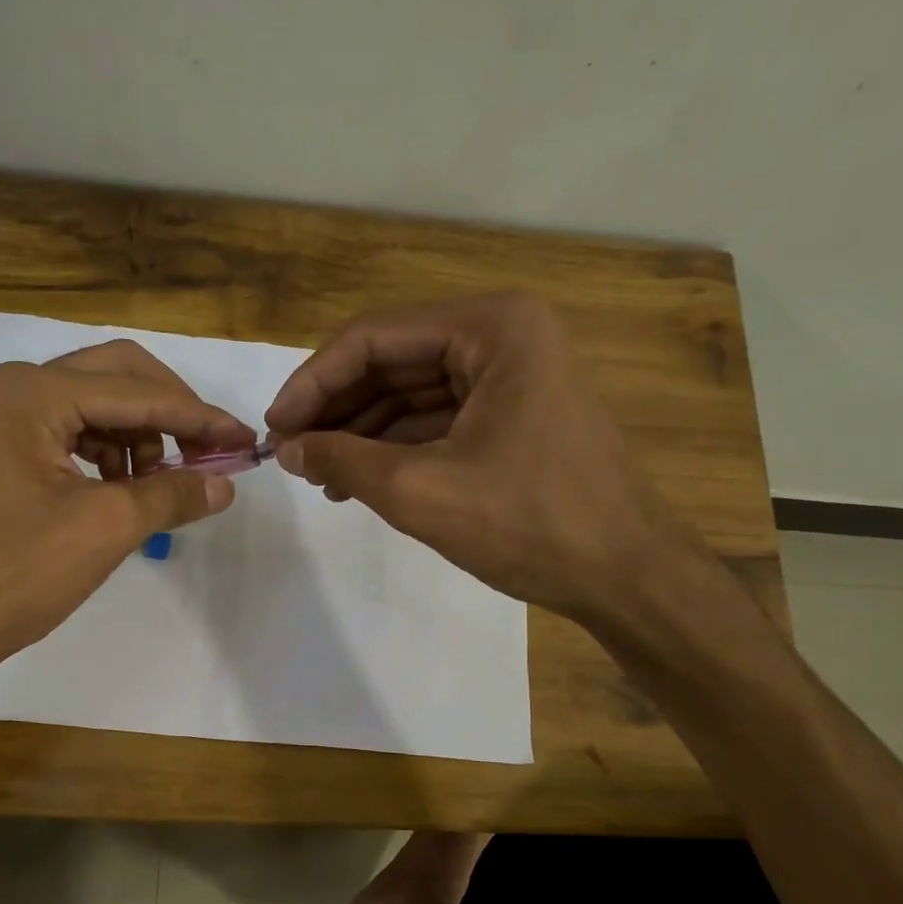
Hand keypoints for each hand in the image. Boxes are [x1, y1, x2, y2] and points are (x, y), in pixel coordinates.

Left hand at [0, 339, 253, 667]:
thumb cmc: (19, 571)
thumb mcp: (107, 527)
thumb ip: (172, 494)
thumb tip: (225, 484)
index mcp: (35, 393)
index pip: (137, 393)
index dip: (198, 417)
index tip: (244, 439)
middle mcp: (20, 388)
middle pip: (120, 376)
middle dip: (170, 412)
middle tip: (210, 450)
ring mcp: (11, 416)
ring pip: (100, 403)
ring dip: (142, 435)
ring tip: (164, 482)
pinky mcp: (12, 447)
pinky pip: (80, 432)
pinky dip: (115, 454)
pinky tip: (130, 488)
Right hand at [265, 290, 697, 620]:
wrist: (626, 576)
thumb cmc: (530, 523)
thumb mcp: (420, 491)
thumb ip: (344, 461)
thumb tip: (289, 450)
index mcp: (491, 327)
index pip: (373, 337)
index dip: (313, 383)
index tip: (276, 430)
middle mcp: (503, 334)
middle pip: (392, 360)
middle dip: (337, 409)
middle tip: (292, 455)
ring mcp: (512, 374)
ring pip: (411, 391)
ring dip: (361, 432)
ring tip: (319, 477)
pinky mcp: (514, 413)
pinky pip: (437, 418)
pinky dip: (395, 447)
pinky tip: (359, 481)